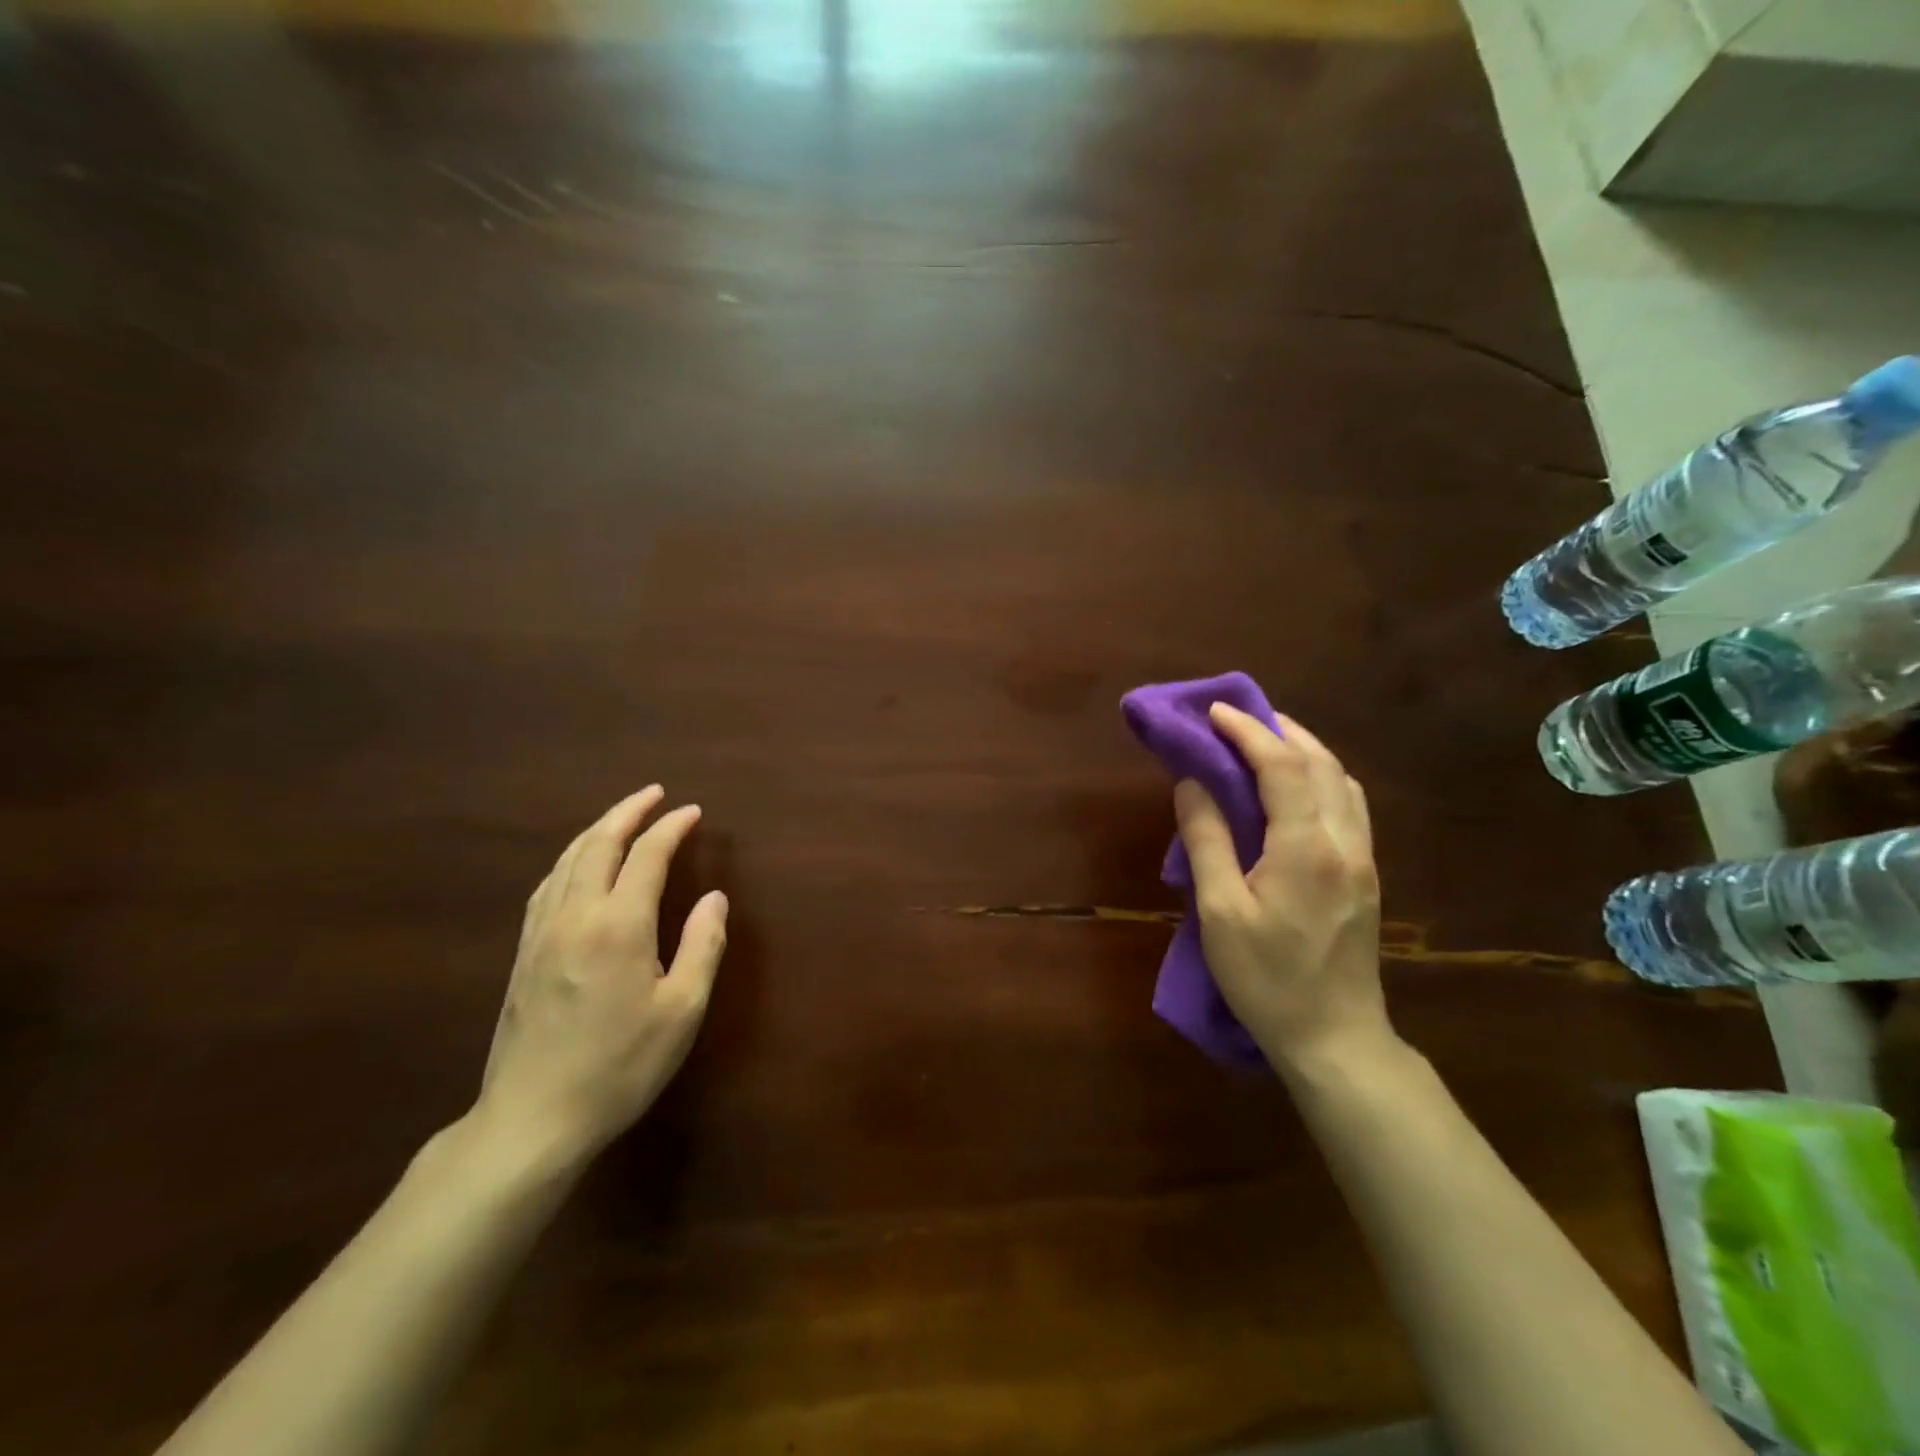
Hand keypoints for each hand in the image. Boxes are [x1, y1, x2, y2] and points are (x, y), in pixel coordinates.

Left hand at [471, 787, 727, 1170]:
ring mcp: (541, 933)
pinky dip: (570, 860)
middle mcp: (575, 916)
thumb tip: (714, 898)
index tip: (692, 812)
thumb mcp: (682, 1010)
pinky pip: (547, 886)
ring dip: (597, 830)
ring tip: (621, 818)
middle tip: (653, 793)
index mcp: (618, 925)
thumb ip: (703, 945)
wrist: (532, 1119)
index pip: (646, 855)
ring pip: (567, 861)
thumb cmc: (620, 1066)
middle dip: (628, 812)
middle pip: (598, 844)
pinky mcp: (523, 954)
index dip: (671, 827)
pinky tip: (577, 866)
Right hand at [1173, 705, 1392, 1075]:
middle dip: (1279, 729)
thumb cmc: (1266, 978)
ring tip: (1265, 741)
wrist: (1335, 1037)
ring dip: (1305, 749)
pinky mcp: (1366, 875)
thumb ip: (1206, 840)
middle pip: (1320, 762)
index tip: (1213, 712)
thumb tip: (1192, 783)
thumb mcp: (1220, 912)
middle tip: (1238, 718)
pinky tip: (1298, 787)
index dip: (1246, 731)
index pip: (1280, 765)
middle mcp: (1344, 840)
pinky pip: (1349, 805)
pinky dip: (1322, 777)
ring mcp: (1363, 858)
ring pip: (1342, 780)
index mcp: (1305, 847)